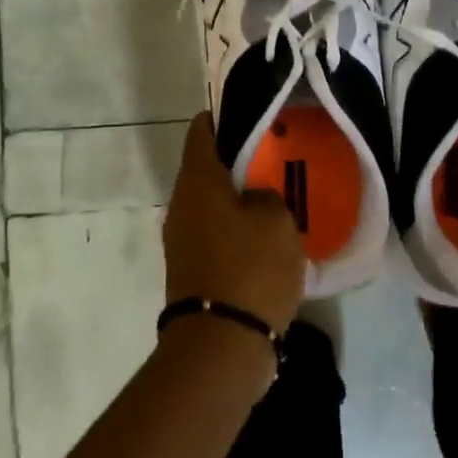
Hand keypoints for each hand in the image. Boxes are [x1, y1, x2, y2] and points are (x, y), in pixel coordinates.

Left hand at [163, 115, 306, 336]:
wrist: (221, 345)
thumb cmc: (250, 268)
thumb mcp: (276, 219)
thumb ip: (266, 194)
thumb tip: (253, 199)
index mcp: (197, 181)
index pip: (202, 131)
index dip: (223, 116)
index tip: (250, 112)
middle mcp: (181, 204)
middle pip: (205, 167)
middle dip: (236, 159)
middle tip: (273, 154)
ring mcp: (182, 239)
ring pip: (211, 203)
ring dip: (237, 197)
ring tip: (275, 194)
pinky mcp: (191, 269)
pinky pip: (214, 233)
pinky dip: (235, 228)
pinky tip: (265, 236)